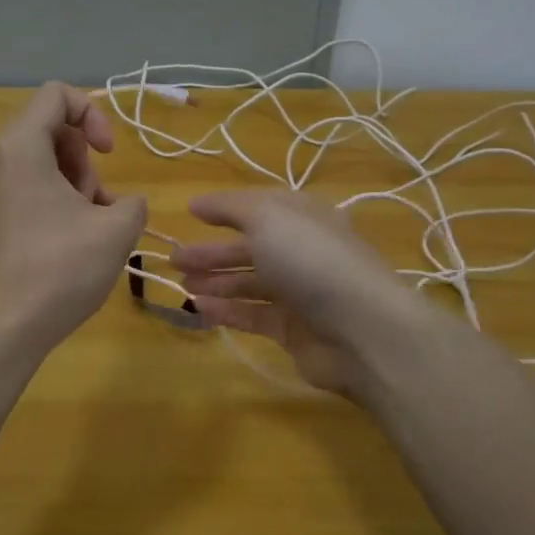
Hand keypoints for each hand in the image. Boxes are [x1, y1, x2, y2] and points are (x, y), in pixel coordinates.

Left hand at [0, 83, 148, 350]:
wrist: (4, 328)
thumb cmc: (60, 269)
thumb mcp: (116, 230)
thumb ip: (133, 203)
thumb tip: (123, 205)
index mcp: (22, 147)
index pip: (56, 95)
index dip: (93, 114)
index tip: (108, 153)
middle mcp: (2, 161)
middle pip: (53, 130)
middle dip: (87, 157)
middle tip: (97, 198)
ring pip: (48, 164)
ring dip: (80, 185)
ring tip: (93, 227)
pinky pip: (36, 191)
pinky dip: (63, 204)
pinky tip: (78, 243)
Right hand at [171, 190, 418, 397]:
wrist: (361, 329)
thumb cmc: (311, 260)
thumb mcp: (268, 217)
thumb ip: (230, 207)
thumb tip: (196, 203)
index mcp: (304, 217)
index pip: (260, 207)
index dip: (226, 209)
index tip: (190, 214)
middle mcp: (304, 251)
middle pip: (250, 247)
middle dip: (212, 252)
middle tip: (173, 258)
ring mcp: (300, 293)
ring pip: (249, 283)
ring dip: (215, 281)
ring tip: (180, 283)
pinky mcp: (294, 330)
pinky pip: (253, 315)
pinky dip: (227, 309)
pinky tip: (199, 307)